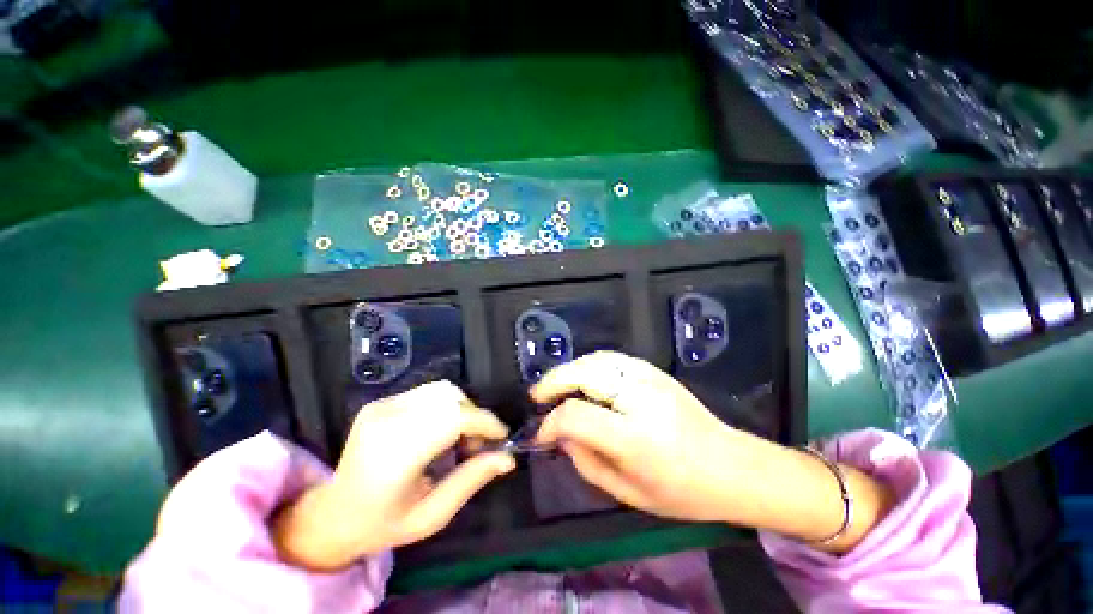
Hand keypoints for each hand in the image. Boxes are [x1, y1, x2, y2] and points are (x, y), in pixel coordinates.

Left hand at [272, 381, 514, 570]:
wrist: (332, 515)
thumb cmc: (383, 524)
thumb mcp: (432, 515)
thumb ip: (471, 481)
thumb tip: (507, 458)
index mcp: (396, 454)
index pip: (453, 418)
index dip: (484, 421)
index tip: (501, 436)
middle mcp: (387, 420)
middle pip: (450, 398)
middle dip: (474, 416)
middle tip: (477, 445)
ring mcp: (381, 407)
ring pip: (441, 390)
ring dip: (461, 409)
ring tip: (459, 437)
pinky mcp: (380, 402)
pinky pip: (427, 393)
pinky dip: (444, 406)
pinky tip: (440, 430)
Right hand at [533, 352, 896, 552]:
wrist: (731, 466)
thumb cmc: (681, 491)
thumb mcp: (628, 493)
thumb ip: (587, 462)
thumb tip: (560, 435)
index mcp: (633, 436)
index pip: (575, 416)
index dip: (550, 423)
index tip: (541, 434)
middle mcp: (638, 398)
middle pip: (582, 375)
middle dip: (552, 383)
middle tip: (537, 397)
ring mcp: (647, 378)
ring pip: (594, 360)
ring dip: (568, 370)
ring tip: (555, 386)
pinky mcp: (653, 370)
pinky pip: (610, 358)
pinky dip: (588, 364)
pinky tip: (582, 377)